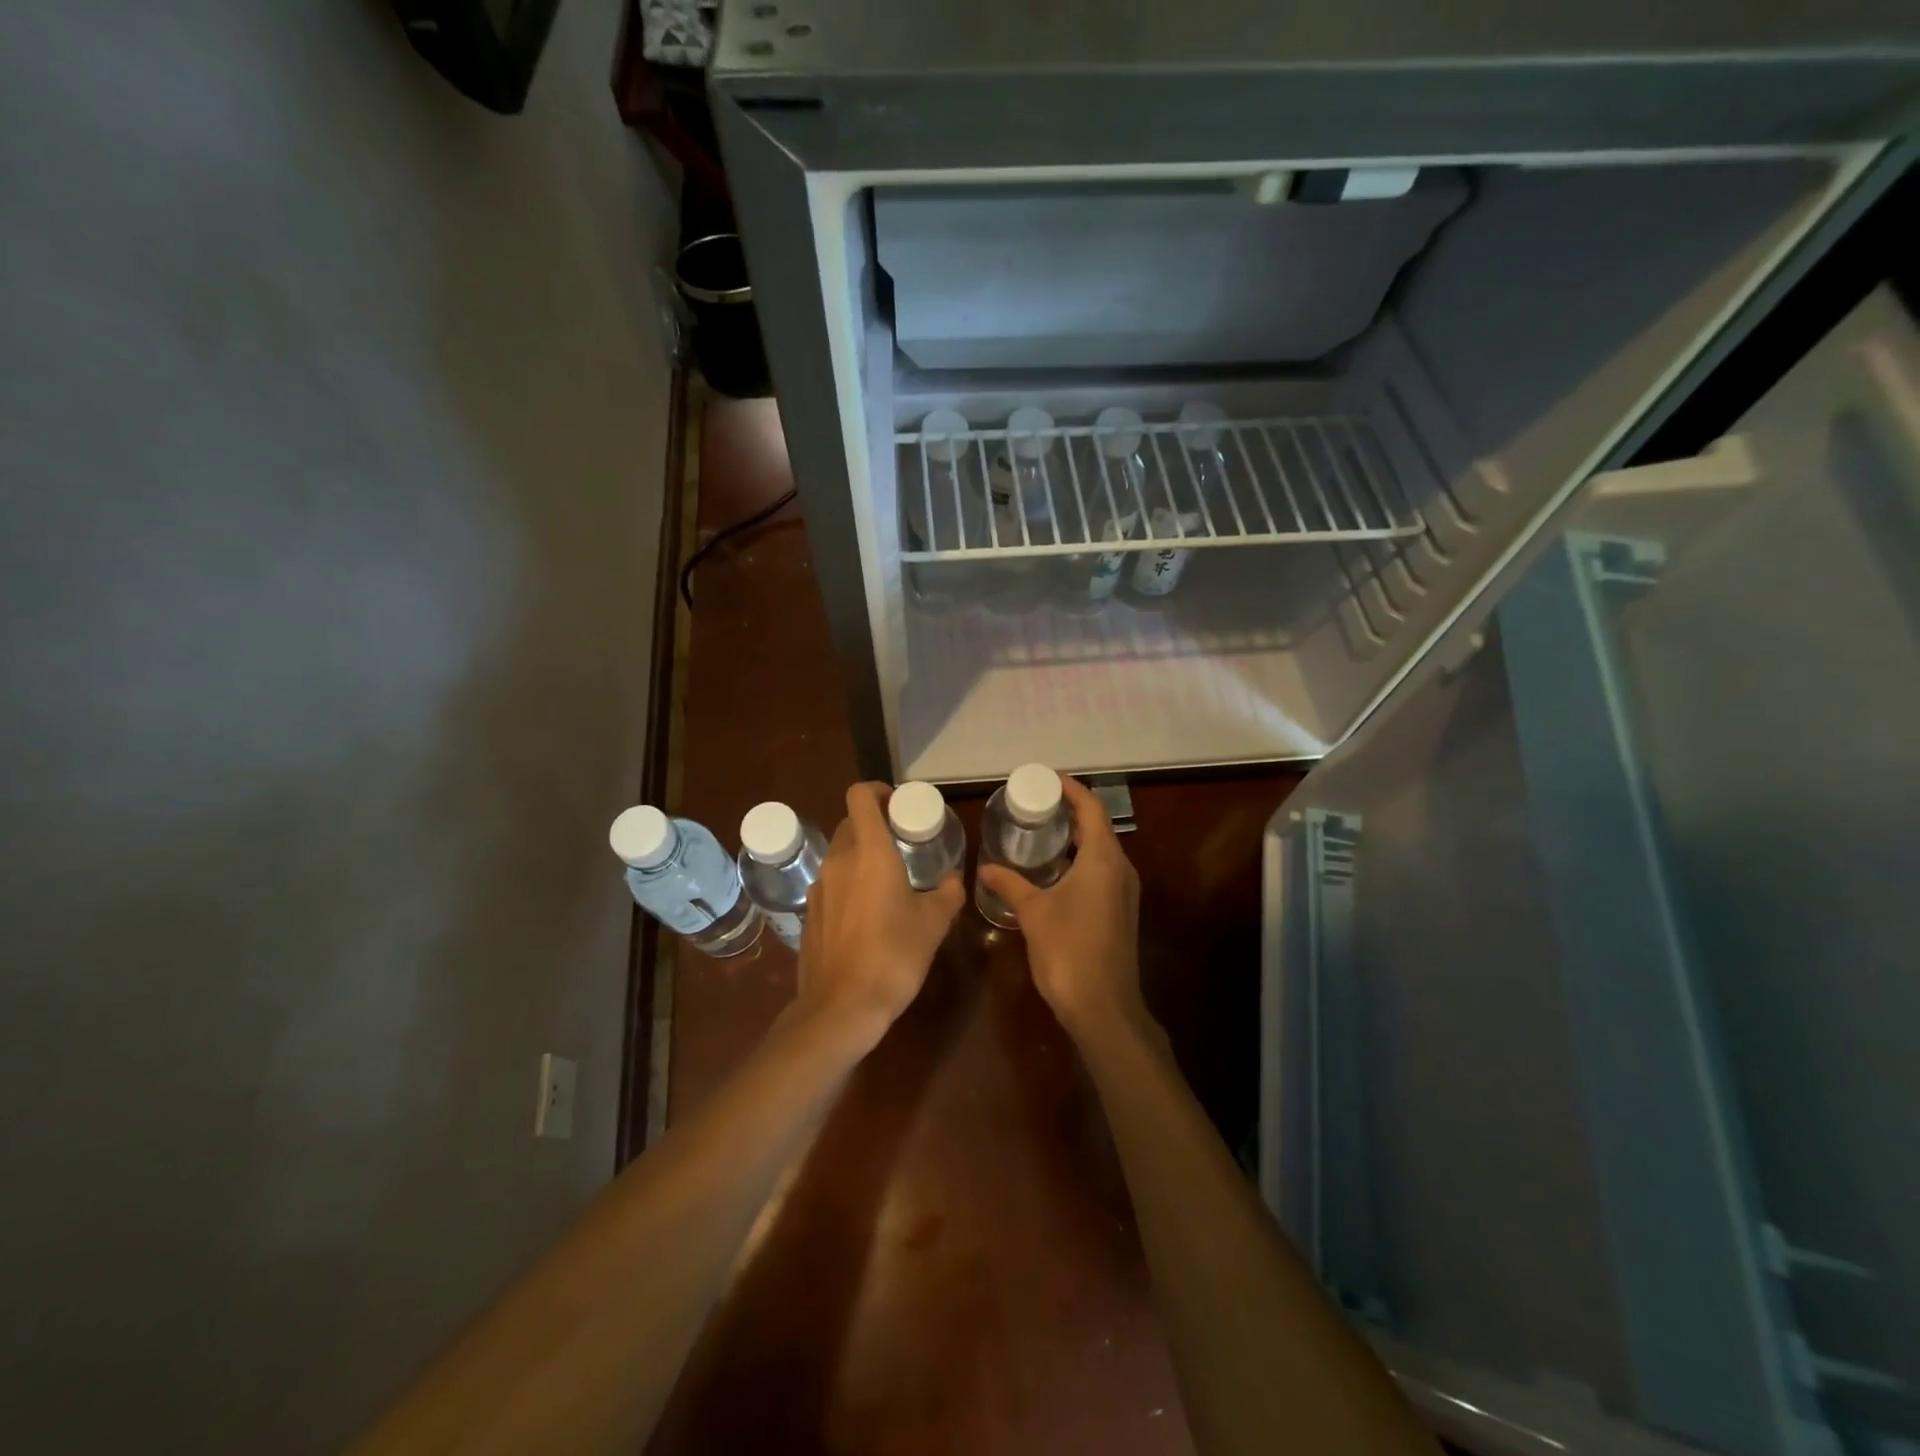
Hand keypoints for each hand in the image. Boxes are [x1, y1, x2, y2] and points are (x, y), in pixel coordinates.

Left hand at [795, 782, 963, 1040]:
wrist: (841, 1008)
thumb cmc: (894, 956)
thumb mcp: (933, 924)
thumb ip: (947, 894)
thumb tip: (954, 879)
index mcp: (869, 852)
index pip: (860, 796)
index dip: (878, 790)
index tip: (897, 804)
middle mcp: (838, 861)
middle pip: (850, 824)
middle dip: (874, 826)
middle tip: (901, 845)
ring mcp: (819, 888)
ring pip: (839, 855)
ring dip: (861, 858)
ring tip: (887, 882)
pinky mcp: (809, 914)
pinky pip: (831, 885)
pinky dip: (848, 885)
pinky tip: (867, 915)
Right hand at [977, 776, 1144, 1042]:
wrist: (1103, 1007)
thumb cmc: (1069, 950)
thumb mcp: (1033, 913)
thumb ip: (1010, 884)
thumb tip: (985, 868)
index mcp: (1103, 859)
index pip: (1092, 809)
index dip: (1072, 790)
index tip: (1047, 779)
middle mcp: (1120, 869)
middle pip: (1098, 827)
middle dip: (1070, 812)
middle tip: (1036, 804)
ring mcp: (1124, 892)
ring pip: (1101, 851)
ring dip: (1075, 838)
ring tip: (1041, 831)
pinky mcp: (1120, 911)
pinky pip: (1101, 872)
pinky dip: (1079, 861)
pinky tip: (1052, 871)